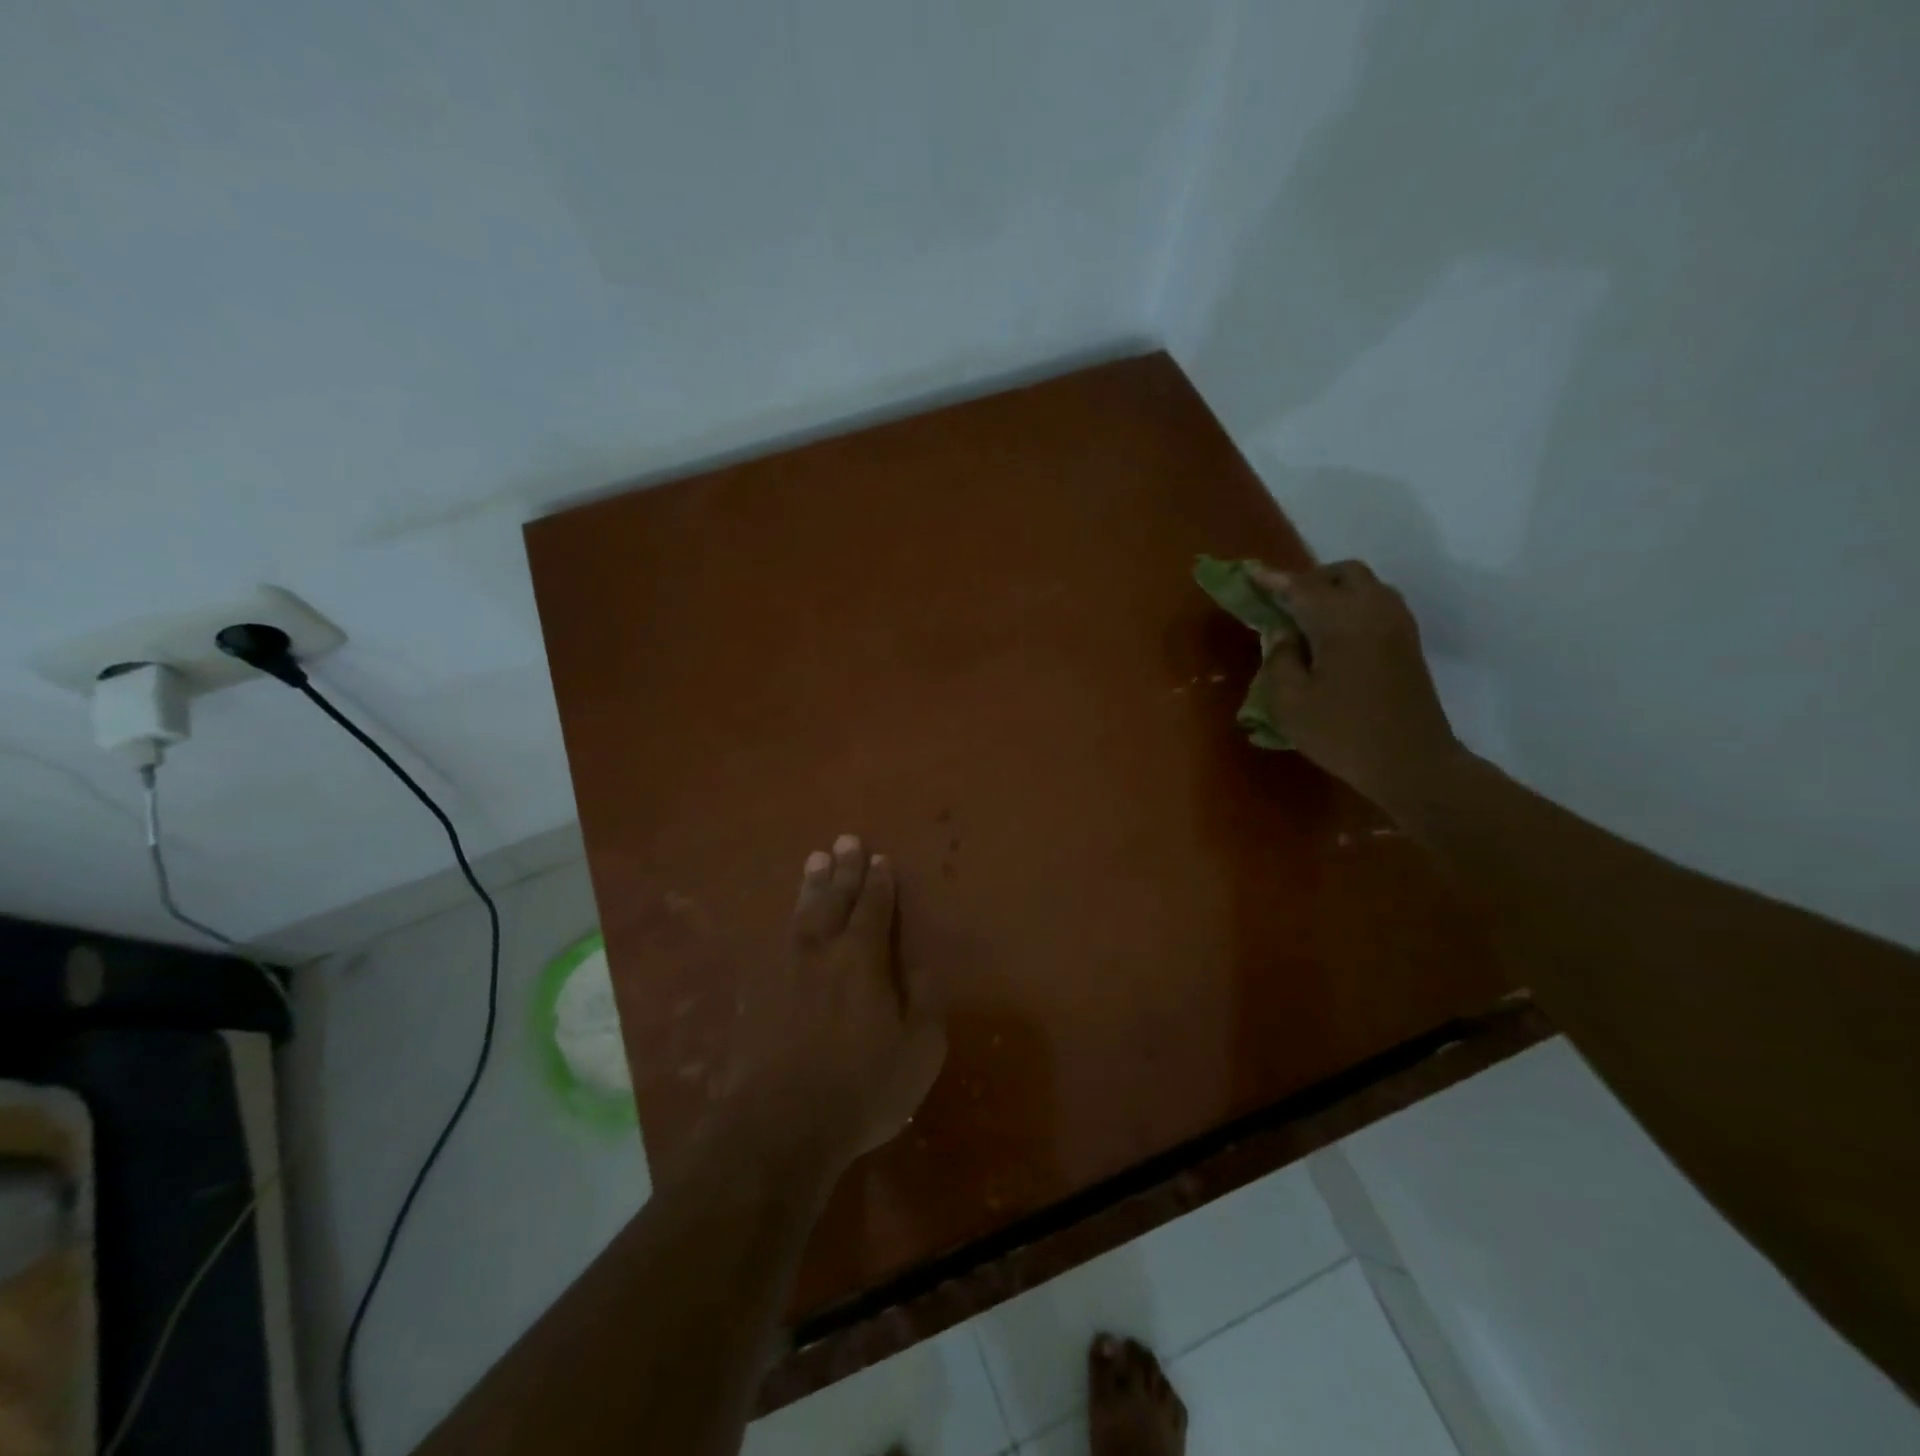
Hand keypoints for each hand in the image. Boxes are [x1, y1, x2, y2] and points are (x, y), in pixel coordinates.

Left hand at [721, 835, 946, 1178]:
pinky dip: (792, 919)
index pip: (874, 910)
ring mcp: (792, 972)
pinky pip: (784, 940)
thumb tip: (922, 964)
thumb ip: (925, 999)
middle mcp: (826, 954)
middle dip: (843, 871)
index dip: (879, 884)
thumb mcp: (920, 1048)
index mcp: (863, 960)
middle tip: (845, 840)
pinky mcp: (769, 995)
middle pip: (835, 901)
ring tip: (816, 859)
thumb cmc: (865, 1085)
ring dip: (813, 885)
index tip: (880, 859)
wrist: (786, 1124)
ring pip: (804, 915)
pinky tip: (793, 917)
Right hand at [1250, 561, 1465, 812]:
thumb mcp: (1290, 703)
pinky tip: (1332, 635)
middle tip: (1282, 603)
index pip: (1301, 587)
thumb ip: (1279, 659)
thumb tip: (1282, 635)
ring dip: (1333, 593)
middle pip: (1342, 575)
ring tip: (1305, 620)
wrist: (1412, 762)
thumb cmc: (1342, 733)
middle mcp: (1374, 610)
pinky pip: (1376, 606)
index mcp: (1342, 620)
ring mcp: (1397, 625)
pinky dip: (1351, 608)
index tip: (1248, 572)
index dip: (1272, 579)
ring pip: (1364, 587)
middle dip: (1310, 580)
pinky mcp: (1407, 643)